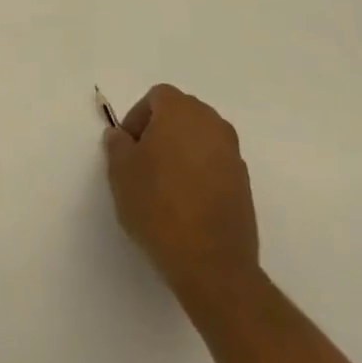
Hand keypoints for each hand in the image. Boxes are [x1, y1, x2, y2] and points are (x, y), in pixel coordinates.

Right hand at [103, 84, 262, 309]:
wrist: (212, 265)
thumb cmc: (159, 207)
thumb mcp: (121, 173)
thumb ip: (117, 145)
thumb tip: (121, 136)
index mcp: (181, 111)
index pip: (156, 97)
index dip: (138, 118)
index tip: (128, 148)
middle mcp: (211, 123)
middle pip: (181, 114)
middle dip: (160, 131)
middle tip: (143, 163)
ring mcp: (232, 153)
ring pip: (199, 139)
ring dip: (181, 152)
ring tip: (164, 186)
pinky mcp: (244, 183)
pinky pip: (215, 164)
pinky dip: (200, 173)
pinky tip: (186, 203)